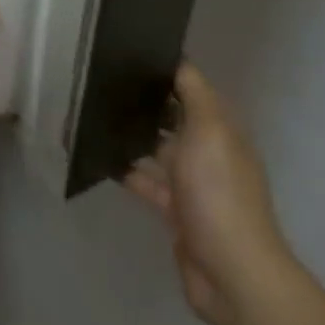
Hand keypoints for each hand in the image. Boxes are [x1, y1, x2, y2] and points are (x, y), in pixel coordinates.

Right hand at [126, 64, 291, 324]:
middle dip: (146, 104)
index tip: (128, 54)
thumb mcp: (208, 131)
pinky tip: (101, 160)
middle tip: (102, 85)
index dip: (166, 72)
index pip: (193, 90)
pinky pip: (148, 182)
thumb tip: (178, 61)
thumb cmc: (218, 193)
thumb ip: (193, 94)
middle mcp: (210, 153)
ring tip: (94, 118)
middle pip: (174, 119)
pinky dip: (128, 171)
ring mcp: (194, 185)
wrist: (229, 270)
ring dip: (133, 137)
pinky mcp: (176, 212)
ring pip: (159, 151)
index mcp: (222, 130)